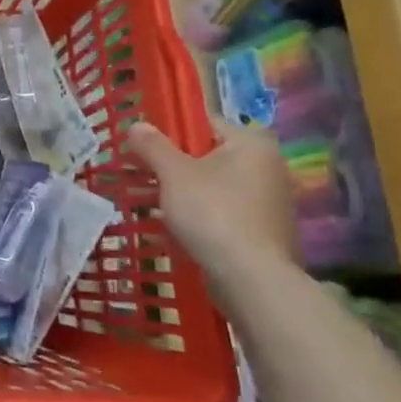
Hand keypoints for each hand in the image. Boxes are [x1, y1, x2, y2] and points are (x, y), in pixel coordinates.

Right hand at [127, 119, 298, 286]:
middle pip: (204, 157)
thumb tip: (136, 125)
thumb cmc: (212, 212)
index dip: (167, 132)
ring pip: (209, 187)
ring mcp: (266, 202)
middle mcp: (266, 167)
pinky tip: (164, 227)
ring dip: (175, 192)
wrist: (251, 277)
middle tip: (134, 174)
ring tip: (140, 203)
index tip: (140, 147)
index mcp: (251, 144)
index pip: (202, 124)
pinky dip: (193, 215)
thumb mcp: (173, 173)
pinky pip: (218, 212)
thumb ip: (152, 146)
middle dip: (167, 166)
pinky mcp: (260, 231)